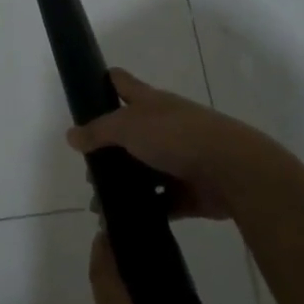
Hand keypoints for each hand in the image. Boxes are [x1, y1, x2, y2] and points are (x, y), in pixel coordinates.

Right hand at [66, 69, 274, 219]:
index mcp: (150, 102)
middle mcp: (164, 126)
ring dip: (123, 186)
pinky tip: (124, 221)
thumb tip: (71, 135)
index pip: (121, 83)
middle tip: (87, 172)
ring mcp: (178, 158)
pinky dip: (145, 210)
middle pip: (129, 133)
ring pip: (143, 170)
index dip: (103, 83)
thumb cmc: (177, 136)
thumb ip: (98, 131)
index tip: (83, 94)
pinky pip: (162, 201)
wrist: (232, 170)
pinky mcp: (189, 190)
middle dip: (106, 151)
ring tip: (99, 205)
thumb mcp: (129, 126)